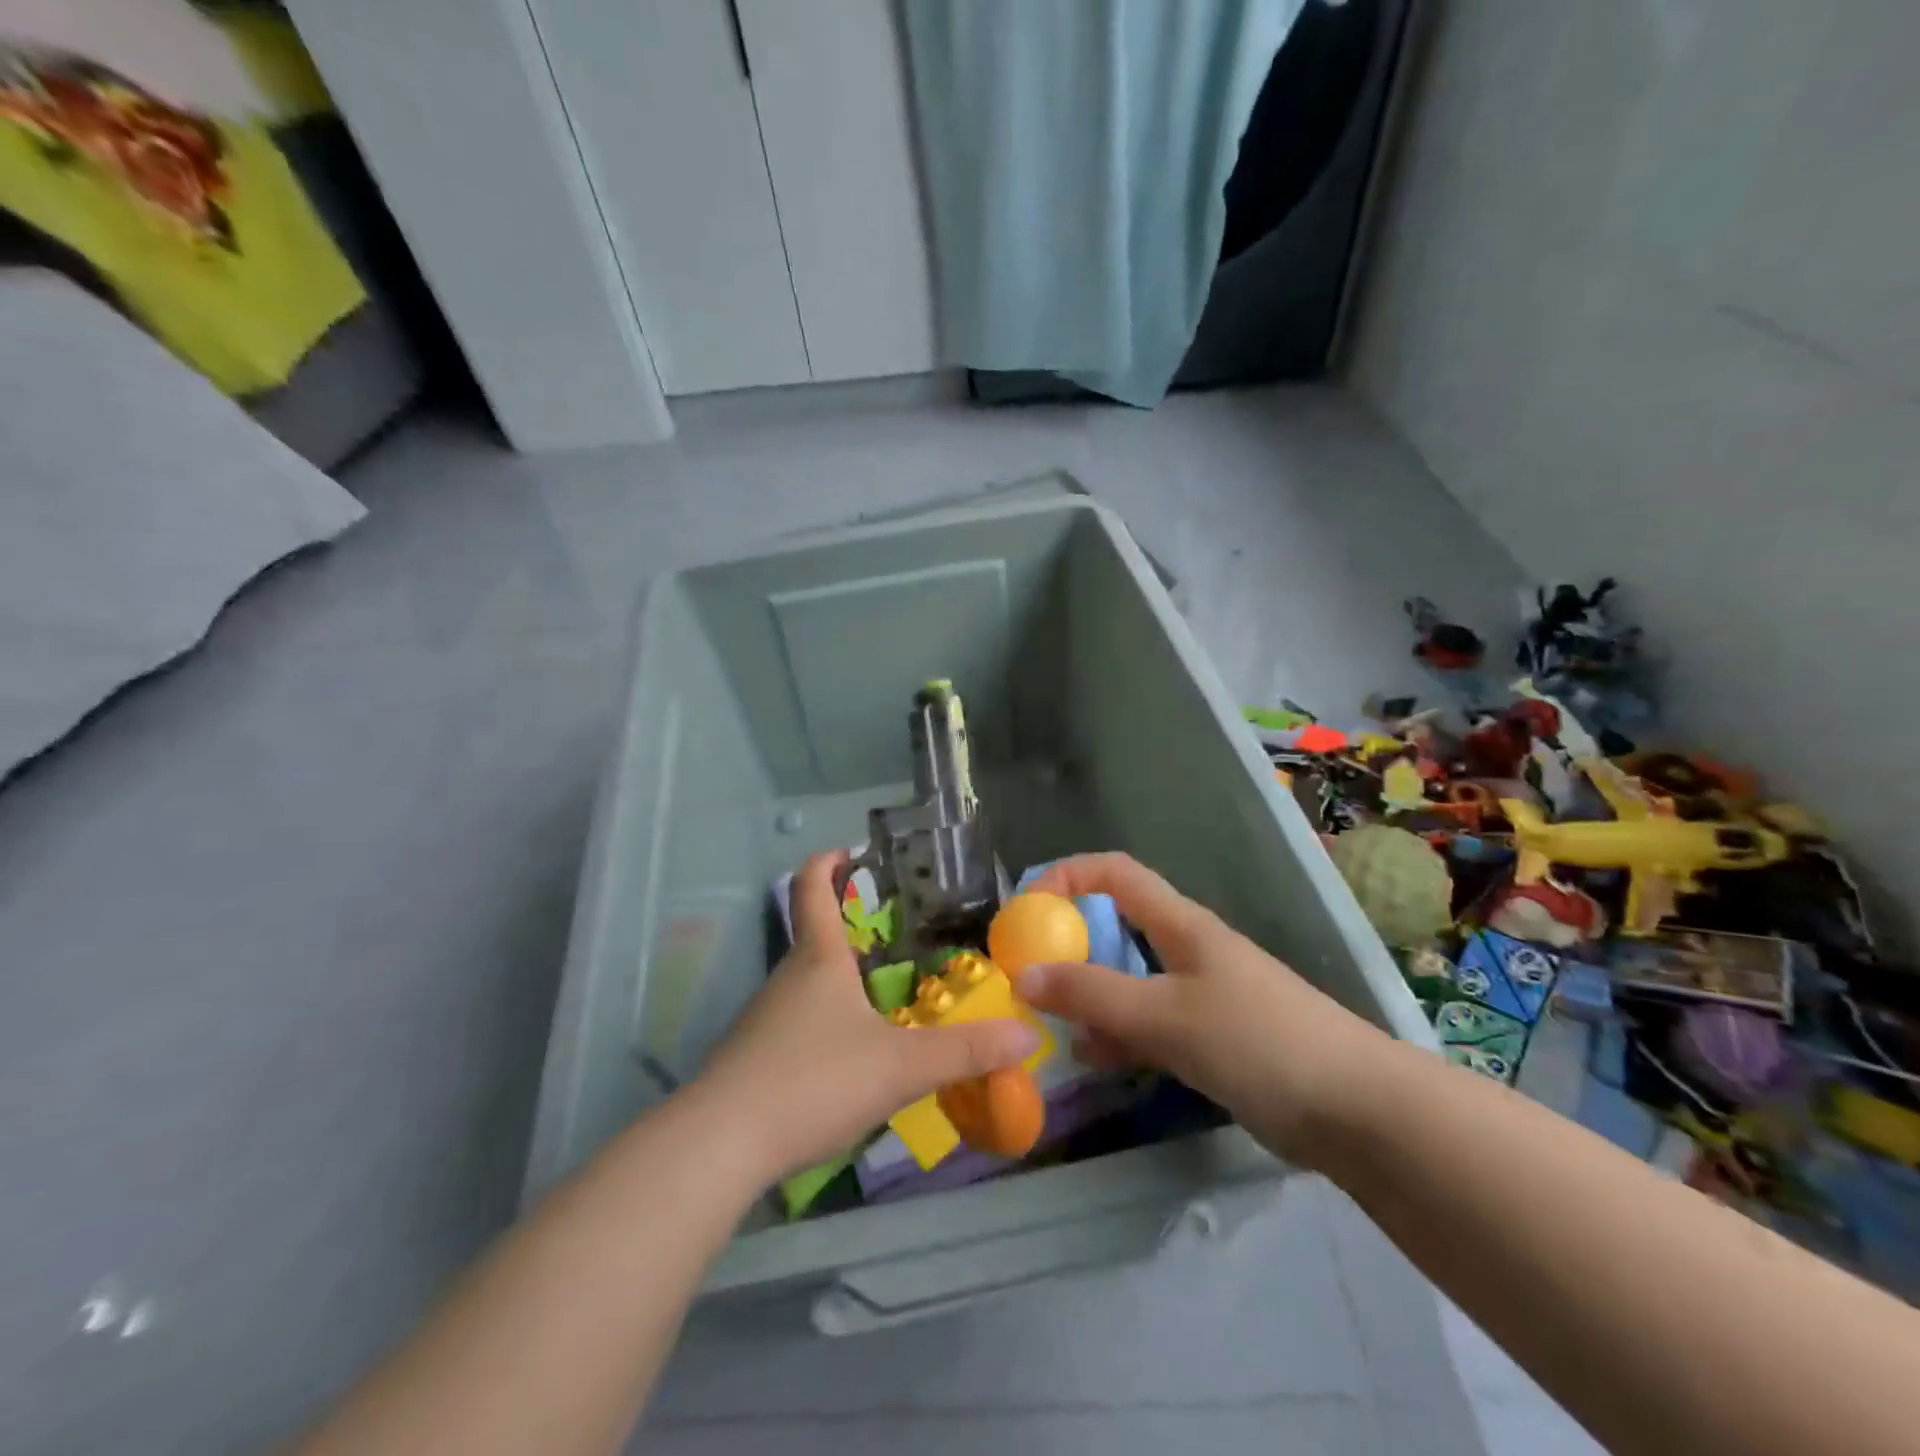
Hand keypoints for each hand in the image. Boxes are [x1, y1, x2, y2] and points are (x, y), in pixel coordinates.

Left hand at [695, 851, 1042, 1181]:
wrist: (720, 1145)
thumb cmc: (814, 1081)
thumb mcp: (899, 1067)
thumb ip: (965, 1051)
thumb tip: (1028, 1035)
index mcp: (818, 959)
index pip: (812, 888)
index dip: (828, 862)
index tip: (849, 851)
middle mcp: (787, 977)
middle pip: (815, 936)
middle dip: (850, 929)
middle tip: (898, 940)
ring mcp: (763, 1018)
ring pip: (805, 984)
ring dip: (838, 980)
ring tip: (883, 1000)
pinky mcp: (751, 1057)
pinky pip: (794, 1023)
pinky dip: (822, 1023)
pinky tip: (846, 1058)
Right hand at [1015, 853, 1388, 1167]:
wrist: (1359, 1112)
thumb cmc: (1259, 1042)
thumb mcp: (1166, 1015)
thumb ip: (1094, 995)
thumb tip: (1024, 974)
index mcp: (1181, 925)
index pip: (1114, 873)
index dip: (1068, 876)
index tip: (1027, 909)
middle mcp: (1187, 950)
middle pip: (1116, 926)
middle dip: (1069, 942)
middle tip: (1028, 974)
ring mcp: (1201, 996)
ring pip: (1129, 980)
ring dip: (1089, 994)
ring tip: (1049, 1022)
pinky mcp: (1213, 1039)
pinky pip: (1149, 1024)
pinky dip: (1117, 1034)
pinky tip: (1092, 1059)